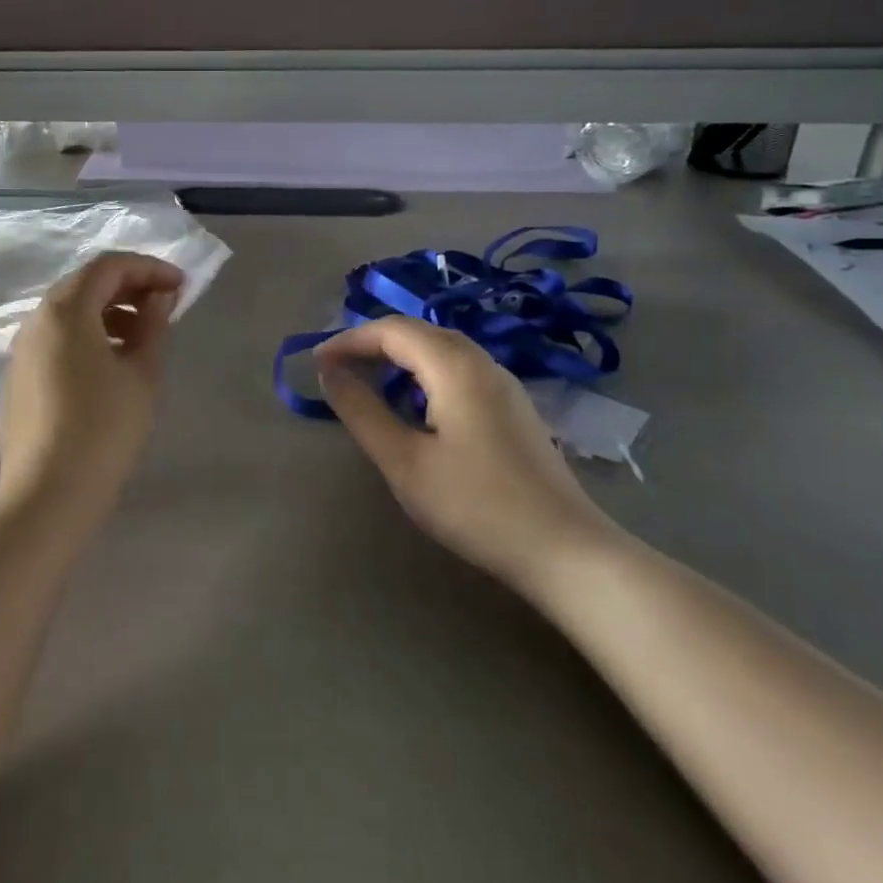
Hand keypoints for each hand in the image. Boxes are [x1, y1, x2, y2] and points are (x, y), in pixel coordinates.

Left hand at [0, 252, 182, 513]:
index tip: (180, 286)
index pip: (108, 266)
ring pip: (69, 313)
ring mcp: (22, 350)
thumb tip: (159, 297)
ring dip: (108, 313)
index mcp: (66, 310)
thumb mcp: (141, 373)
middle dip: (128, 287)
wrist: (47, 494)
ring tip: (143, 338)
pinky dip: (87, 336)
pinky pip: (56, 339)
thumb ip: (153, 325)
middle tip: (164, 306)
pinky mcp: (18, 378)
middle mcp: (36, 320)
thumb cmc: (104, 428)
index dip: (148, 268)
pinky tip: (111, 365)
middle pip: (85, 284)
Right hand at [315, 318, 617, 594]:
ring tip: (368, 383)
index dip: (348, 340)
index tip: (316, 364)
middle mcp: (482, 362)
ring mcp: (504, 384)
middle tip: (337, 370)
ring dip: (399, 357)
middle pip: (418, 332)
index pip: (391, 330)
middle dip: (372, 343)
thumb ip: (361, 411)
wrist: (566, 551)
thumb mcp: (404, 461)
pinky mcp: (514, 407)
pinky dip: (424, 373)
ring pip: (441, 349)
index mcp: (454, 366)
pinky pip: (459, 369)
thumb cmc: (476, 504)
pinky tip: (415, 405)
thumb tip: (329, 372)